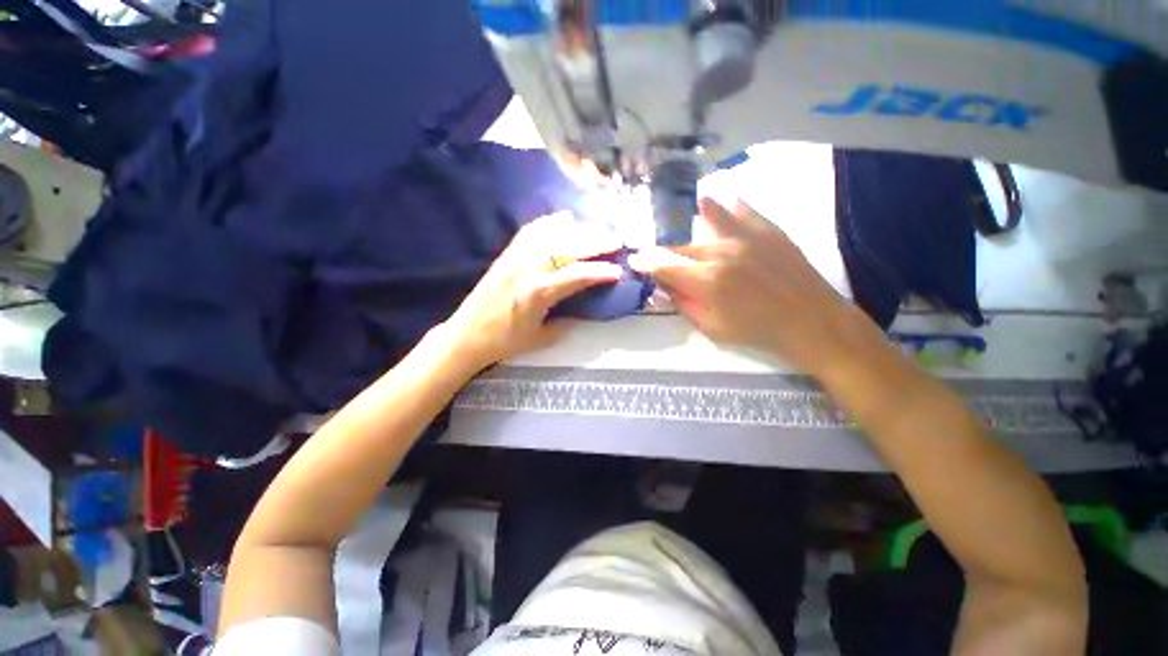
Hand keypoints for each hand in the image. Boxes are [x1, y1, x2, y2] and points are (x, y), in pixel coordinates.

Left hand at [440, 212, 623, 369]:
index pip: (577, 275)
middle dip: (596, 241)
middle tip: (616, 240)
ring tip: (597, 228)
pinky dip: (551, 222)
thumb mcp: (542, 338)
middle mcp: (528, 268)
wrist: (467, 334)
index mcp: (538, 293)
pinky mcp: (507, 253)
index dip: (601, 271)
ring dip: (578, 228)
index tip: (619, 271)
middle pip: (568, 246)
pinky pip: (532, 230)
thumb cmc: (505, 341)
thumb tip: (584, 309)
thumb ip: (566, 321)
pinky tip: (564, 219)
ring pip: (552, 233)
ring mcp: (516, 257)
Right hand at [629, 198, 864, 374]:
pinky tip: (722, 200)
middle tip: (659, 254)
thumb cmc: (757, 331)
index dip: (645, 263)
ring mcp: (745, 237)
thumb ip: (684, 304)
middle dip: (666, 252)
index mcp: (705, 281)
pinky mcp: (768, 230)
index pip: (664, 267)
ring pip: (708, 221)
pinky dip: (729, 206)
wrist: (812, 321)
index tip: (634, 260)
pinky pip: (742, 211)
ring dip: (695, 219)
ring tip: (692, 207)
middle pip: (682, 247)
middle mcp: (720, 253)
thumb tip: (663, 287)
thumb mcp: (712, 328)